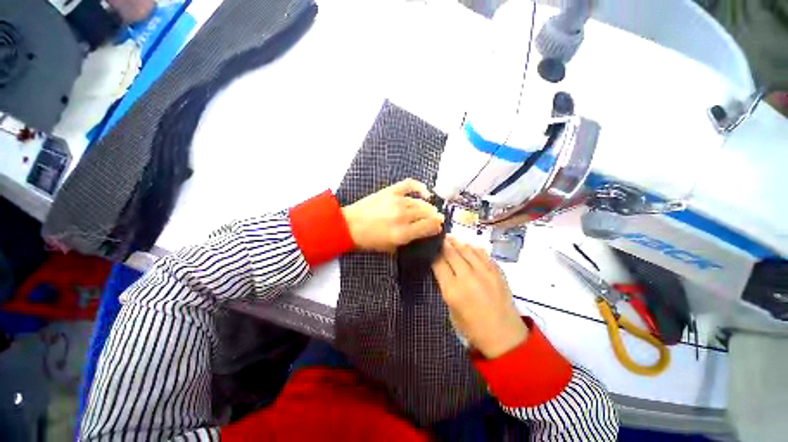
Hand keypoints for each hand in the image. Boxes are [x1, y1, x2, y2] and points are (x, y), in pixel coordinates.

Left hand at [341, 179, 443, 252]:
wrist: (348, 225)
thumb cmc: (368, 240)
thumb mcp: (389, 248)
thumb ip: (407, 242)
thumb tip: (422, 234)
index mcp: (402, 233)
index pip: (428, 227)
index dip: (436, 227)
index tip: (438, 227)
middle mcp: (402, 216)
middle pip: (427, 214)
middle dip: (435, 217)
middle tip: (437, 219)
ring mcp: (396, 201)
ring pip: (420, 202)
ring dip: (429, 207)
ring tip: (430, 209)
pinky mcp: (390, 191)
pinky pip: (409, 184)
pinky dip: (419, 186)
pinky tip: (425, 192)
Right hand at [432, 237, 527, 358]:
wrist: (504, 336)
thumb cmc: (472, 327)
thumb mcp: (451, 309)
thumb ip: (446, 286)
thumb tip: (442, 269)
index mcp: (453, 289)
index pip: (438, 263)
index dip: (433, 254)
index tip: (430, 249)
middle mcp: (468, 276)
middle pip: (452, 252)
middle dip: (443, 243)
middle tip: (439, 237)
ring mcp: (485, 272)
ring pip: (467, 249)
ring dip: (457, 242)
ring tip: (451, 237)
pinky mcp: (497, 271)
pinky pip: (482, 253)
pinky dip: (473, 247)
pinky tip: (468, 245)